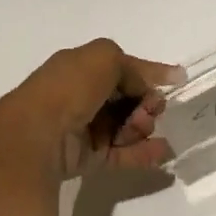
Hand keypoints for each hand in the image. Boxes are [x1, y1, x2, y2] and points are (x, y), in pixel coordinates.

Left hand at [0, 39, 182, 177]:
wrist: (38, 134)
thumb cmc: (70, 88)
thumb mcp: (103, 57)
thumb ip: (130, 66)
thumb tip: (140, 87)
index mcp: (80, 68)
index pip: (121, 67)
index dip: (149, 71)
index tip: (177, 78)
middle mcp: (82, 97)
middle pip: (127, 99)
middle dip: (147, 101)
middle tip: (152, 108)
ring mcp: (85, 128)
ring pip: (126, 126)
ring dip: (143, 126)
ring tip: (143, 128)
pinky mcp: (89, 158)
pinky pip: (122, 154)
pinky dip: (143, 153)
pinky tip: (162, 151)